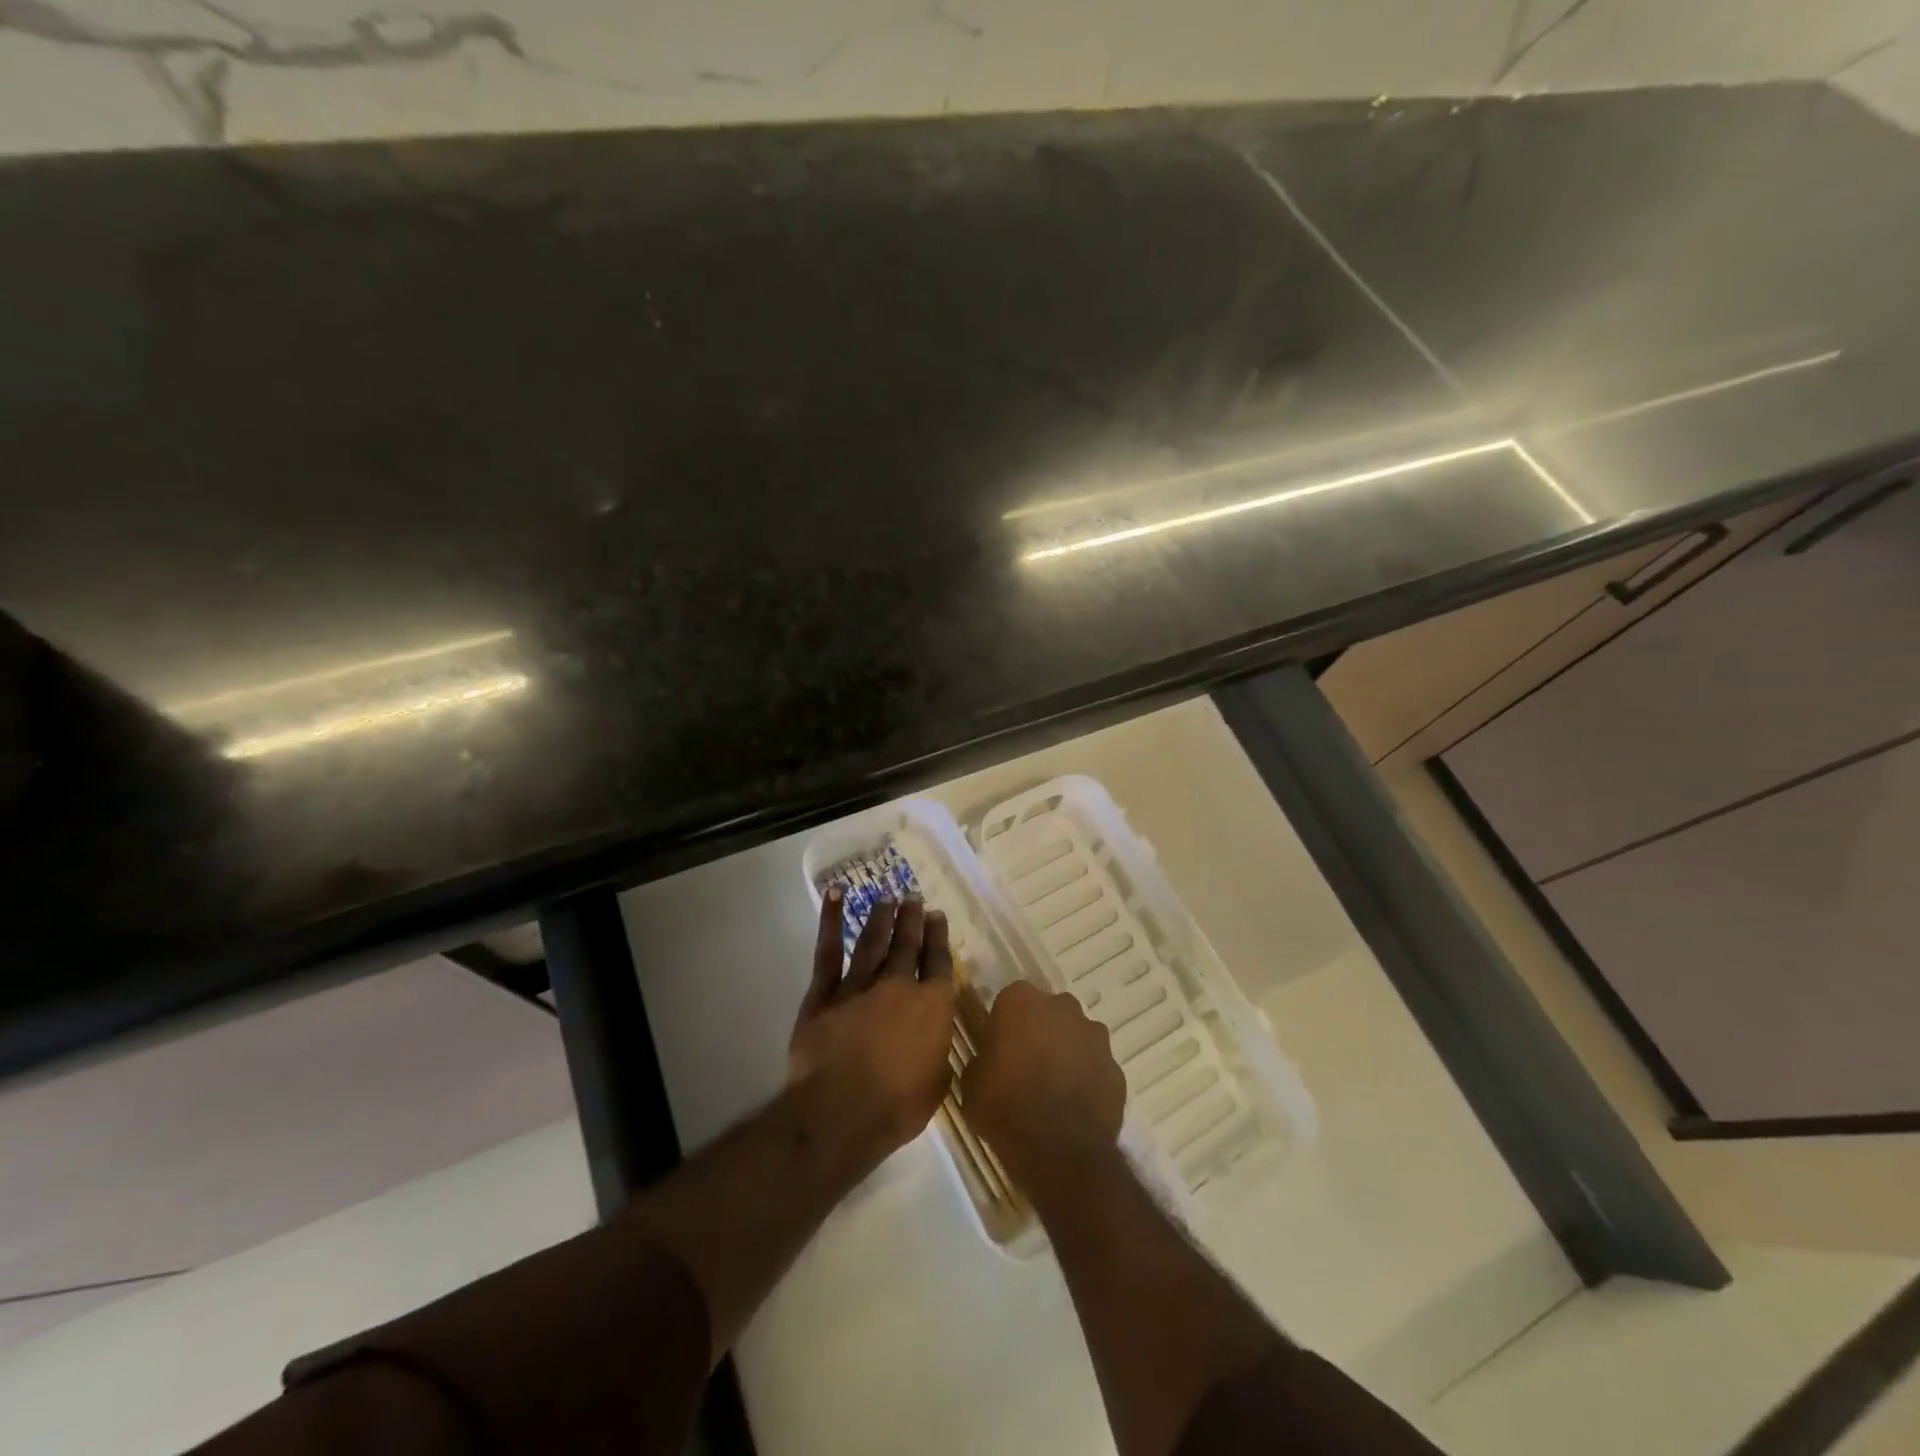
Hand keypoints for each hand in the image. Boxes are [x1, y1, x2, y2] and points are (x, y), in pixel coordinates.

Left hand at [789, 888, 956, 1155]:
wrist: (840, 1112)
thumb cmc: (896, 1108)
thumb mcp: (935, 1086)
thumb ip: (936, 1058)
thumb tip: (935, 1048)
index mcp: (932, 1007)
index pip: (938, 963)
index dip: (938, 938)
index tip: (938, 917)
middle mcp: (898, 987)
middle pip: (907, 945)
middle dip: (912, 919)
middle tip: (913, 897)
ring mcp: (859, 986)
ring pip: (872, 943)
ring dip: (881, 918)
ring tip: (887, 897)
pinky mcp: (824, 994)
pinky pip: (828, 952)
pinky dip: (830, 922)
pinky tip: (835, 896)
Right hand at [961, 980, 1125, 1194]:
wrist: (1059, 1151)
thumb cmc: (1005, 1107)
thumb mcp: (971, 1083)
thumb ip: (983, 1059)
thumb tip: (992, 1061)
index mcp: (1021, 1001)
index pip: (1011, 1000)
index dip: (1005, 1024)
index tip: (999, 1048)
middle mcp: (1061, 1007)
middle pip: (1049, 1012)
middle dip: (1040, 1031)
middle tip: (1026, 1065)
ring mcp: (1094, 1035)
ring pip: (1077, 1036)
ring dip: (1067, 1052)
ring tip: (1053, 1089)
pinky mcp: (1116, 1067)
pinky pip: (1096, 1066)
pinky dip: (1088, 1079)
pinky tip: (1075, 1106)